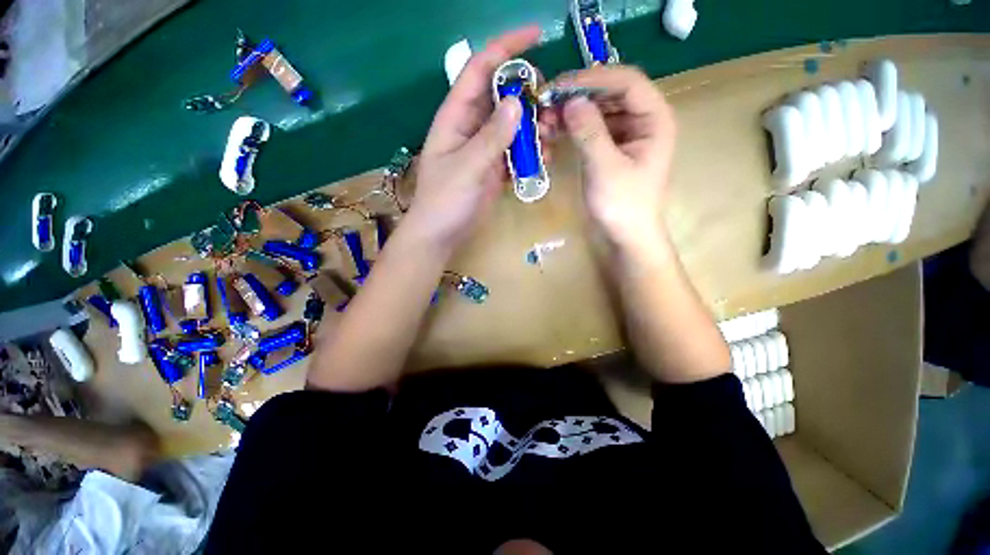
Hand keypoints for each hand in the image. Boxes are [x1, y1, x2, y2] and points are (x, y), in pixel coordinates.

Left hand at [409, 26, 540, 251]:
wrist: (441, 234)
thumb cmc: (444, 201)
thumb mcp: (466, 168)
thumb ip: (491, 138)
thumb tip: (517, 103)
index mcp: (456, 117)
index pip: (479, 70)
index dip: (505, 48)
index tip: (537, 35)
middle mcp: (471, 127)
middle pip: (503, 96)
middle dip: (529, 95)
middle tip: (552, 107)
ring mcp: (485, 148)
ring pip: (514, 125)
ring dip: (534, 126)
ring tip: (551, 137)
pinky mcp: (495, 168)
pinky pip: (517, 150)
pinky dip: (531, 151)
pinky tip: (543, 158)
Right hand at [558, 66, 676, 248]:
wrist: (625, 236)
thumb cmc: (623, 205)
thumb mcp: (606, 168)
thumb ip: (590, 132)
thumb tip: (571, 101)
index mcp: (654, 119)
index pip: (626, 82)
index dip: (593, 78)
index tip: (559, 86)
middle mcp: (642, 120)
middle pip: (609, 94)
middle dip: (577, 96)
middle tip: (546, 104)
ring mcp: (625, 135)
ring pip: (597, 110)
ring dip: (571, 112)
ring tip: (545, 121)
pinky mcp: (609, 148)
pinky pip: (590, 129)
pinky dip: (572, 128)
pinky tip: (553, 132)